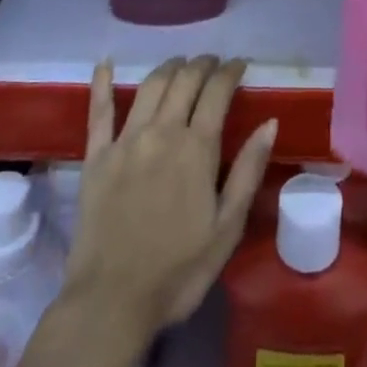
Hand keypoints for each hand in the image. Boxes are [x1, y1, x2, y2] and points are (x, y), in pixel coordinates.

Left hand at [66, 56, 276, 336]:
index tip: (240, 64)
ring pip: (151, 86)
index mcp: (197, 147)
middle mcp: (162, 131)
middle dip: (202, 64)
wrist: (111, 303)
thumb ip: (248, 171)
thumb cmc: (178, 271)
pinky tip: (105, 63)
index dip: (230, 71)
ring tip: (181, 63)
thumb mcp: (227, 228)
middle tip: (213, 63)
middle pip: (185, 80)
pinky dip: (102, 83)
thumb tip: (270, 122)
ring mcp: (126, 140)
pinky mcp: (96, 156)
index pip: (217, 91)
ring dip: (169, 67)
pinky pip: (99, 111)